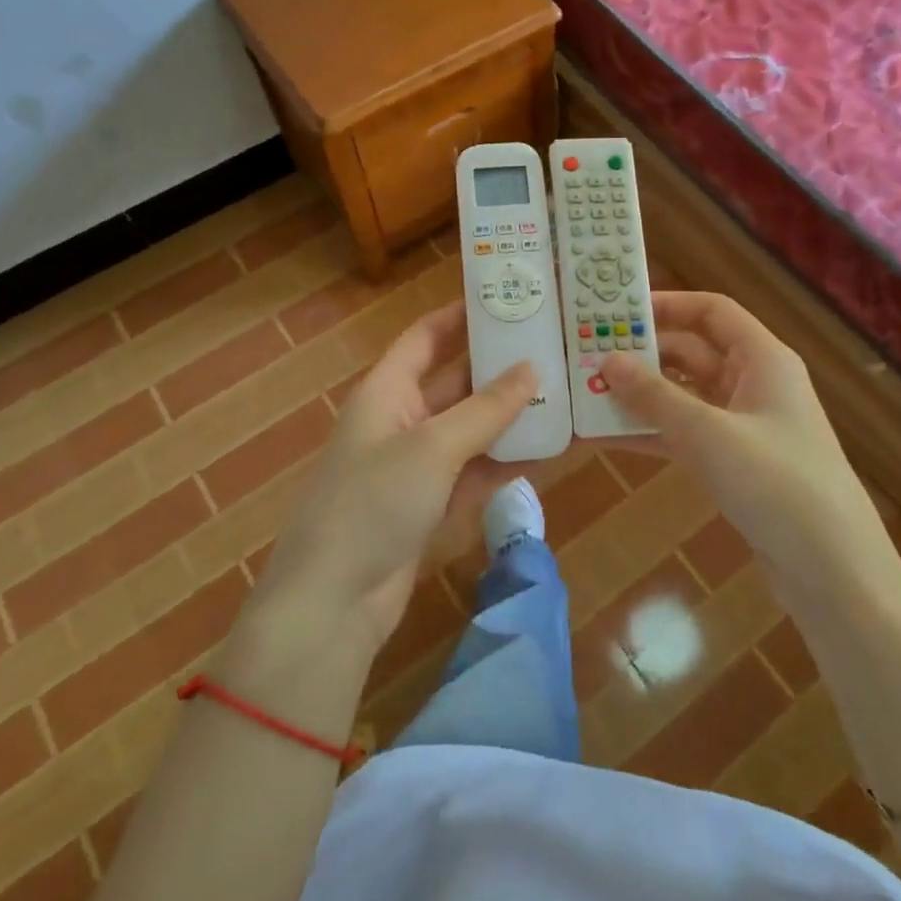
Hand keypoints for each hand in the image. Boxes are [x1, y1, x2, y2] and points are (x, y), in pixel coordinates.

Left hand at [255, 304, 537, 645]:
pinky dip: (508, 460)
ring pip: (472, 428)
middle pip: (456, 381)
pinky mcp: (433, 504)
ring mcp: (418, 465)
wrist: (334, 602)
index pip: (425, 338)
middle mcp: (402, 420)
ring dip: (512, 415)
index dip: (459, 316)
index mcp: (387, 391)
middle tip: (553, 347)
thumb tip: (532, 367)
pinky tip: (552, 448)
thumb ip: (486, 409)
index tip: (506, 299)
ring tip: (565, 393)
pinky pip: (477, 470)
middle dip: (499, 367)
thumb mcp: (433, 447)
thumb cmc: (373, 503)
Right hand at [597, 292, 898, 601]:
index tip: (616, 311)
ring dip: (641, 397)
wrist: (833, 571)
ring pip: (684, 396)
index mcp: (762, 359)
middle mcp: (754, 383)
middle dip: (643, 355)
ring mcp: (745, 426)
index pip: (712, 311)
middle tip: (587, 357)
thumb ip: (655, 396)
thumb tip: (608, 360)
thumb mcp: (708, 434)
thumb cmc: (776, 484)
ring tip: (586, 395)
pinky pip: (686, 434)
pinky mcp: (736, 464)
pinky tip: (608, 438)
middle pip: (692, 352)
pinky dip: (653, 432)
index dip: (667, 305)